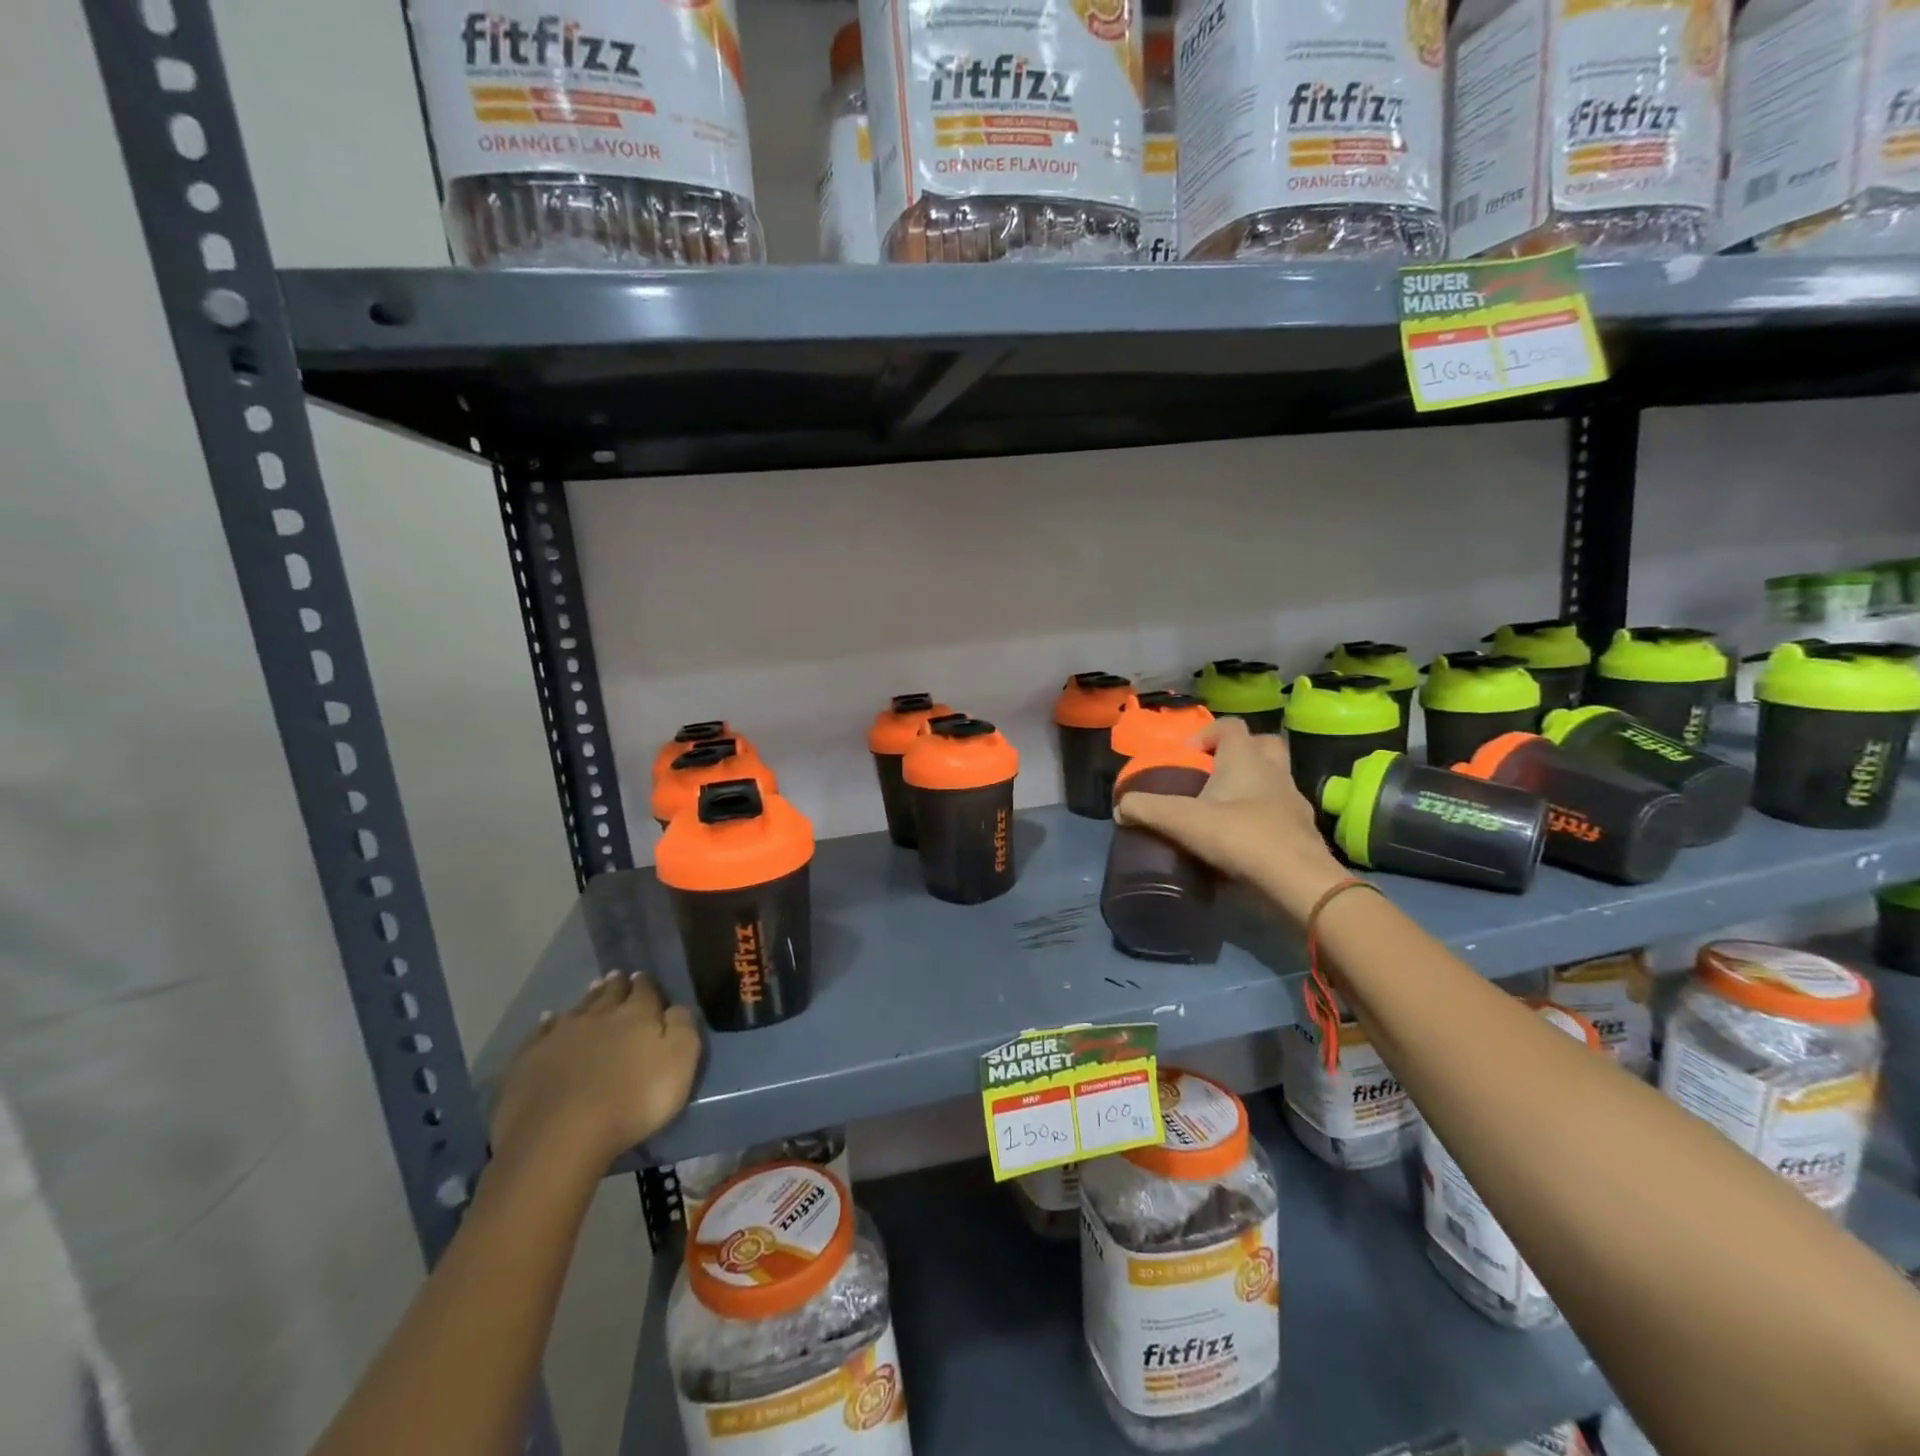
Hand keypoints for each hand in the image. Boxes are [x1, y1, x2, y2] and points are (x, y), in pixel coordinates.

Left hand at [491, 971, 700, 1175]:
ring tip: (593, 988)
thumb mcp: (679, 1063)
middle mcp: (599, 1016)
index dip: (646, 984)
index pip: (645, 991)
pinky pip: (541, 1031)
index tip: (644, 977)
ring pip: (578, 1008)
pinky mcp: (529, 1059)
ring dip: (588, 998)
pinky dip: (547, 1023)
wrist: (560, 1135)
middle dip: (617, 985)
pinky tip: (548, 1020)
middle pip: (610, 994)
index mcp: (637, 1015)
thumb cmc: (633, 1100)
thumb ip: (682, 1028)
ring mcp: (560, 1035)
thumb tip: (676, 1006)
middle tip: (618, 977)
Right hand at [1115, 718, 1347, 921]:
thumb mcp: (1182, 821)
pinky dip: (1263, 818)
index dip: (1206, 734)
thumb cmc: (1239, 836)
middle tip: (1212, 775)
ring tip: (1225, 811)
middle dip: (1237, 754)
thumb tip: (1120, 807)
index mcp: (1246, 758)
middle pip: (1261, 745)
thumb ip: (1146, 810)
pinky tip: (1243, 841)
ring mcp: (1293, 801)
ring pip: (1274, 779)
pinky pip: (1280, 813)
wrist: (1297, 880)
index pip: (1230, 725)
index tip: (1187, 756)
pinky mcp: (1303, 831)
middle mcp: (1274, 771)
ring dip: (1252, 787)